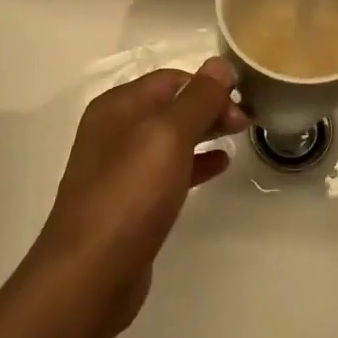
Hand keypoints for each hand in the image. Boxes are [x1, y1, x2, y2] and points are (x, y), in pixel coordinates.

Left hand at [33, 58, 245, 327]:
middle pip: (170, 106)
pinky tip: (220, 166)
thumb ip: (197, 99)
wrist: (90, 273)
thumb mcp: (169, 136)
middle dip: (209, 107)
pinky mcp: (129, 202)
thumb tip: (220, 63)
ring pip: (170, 138)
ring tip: (240, 137)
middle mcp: (115, 130)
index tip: (245, 98)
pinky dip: (195, 162)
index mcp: (118, 106)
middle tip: (248, 122)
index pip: (171, 79)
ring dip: (205, 133)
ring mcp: (119, 167)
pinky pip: (167, 170)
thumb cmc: (130, 194)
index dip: (209, 84)